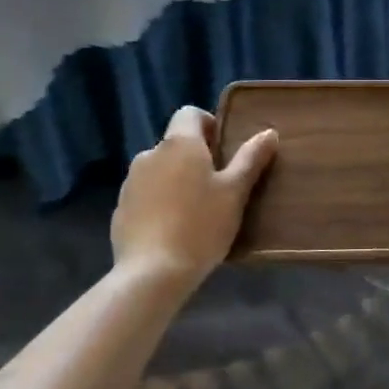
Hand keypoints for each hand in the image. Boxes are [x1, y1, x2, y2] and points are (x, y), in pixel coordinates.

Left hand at [112, 106, 277, 293]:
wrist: (151, 274)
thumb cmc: (201, 225)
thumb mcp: (235, 192)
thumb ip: (251, 158)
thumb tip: (268, 132)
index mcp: (179, 143)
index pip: (189, 113)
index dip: (208, 125)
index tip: (223, 150)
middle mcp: (150, 154)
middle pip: (175, 144)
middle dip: (195, 158)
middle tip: (216, 186)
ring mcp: (130, 182)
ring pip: (159, 170)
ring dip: (175, 180)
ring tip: (194, 211)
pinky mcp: (120, 210)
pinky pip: (145, 195)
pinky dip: (158, 203)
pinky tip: (172, 230)